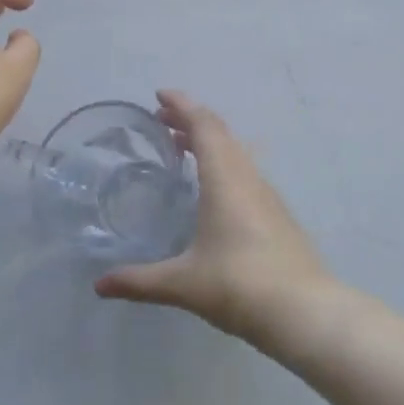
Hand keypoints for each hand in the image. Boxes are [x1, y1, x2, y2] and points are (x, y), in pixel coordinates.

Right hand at [95, 91, 329, 342]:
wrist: (303, 310)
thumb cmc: (239, 285)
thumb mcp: (183, 283)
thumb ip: (140, 281)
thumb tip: (100, 285)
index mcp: (225, 178)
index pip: (204, 126)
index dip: (182, 105)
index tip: (160, 95)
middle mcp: (247, 177)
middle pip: (221, 133)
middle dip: (191, 119)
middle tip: (162, 120)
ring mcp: (266, 194)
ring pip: (236, 151)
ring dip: (209, 141)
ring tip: (182, 147)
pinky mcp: (277, 213)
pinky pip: (245, 171)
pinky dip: (223, 163)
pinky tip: (212, 188)